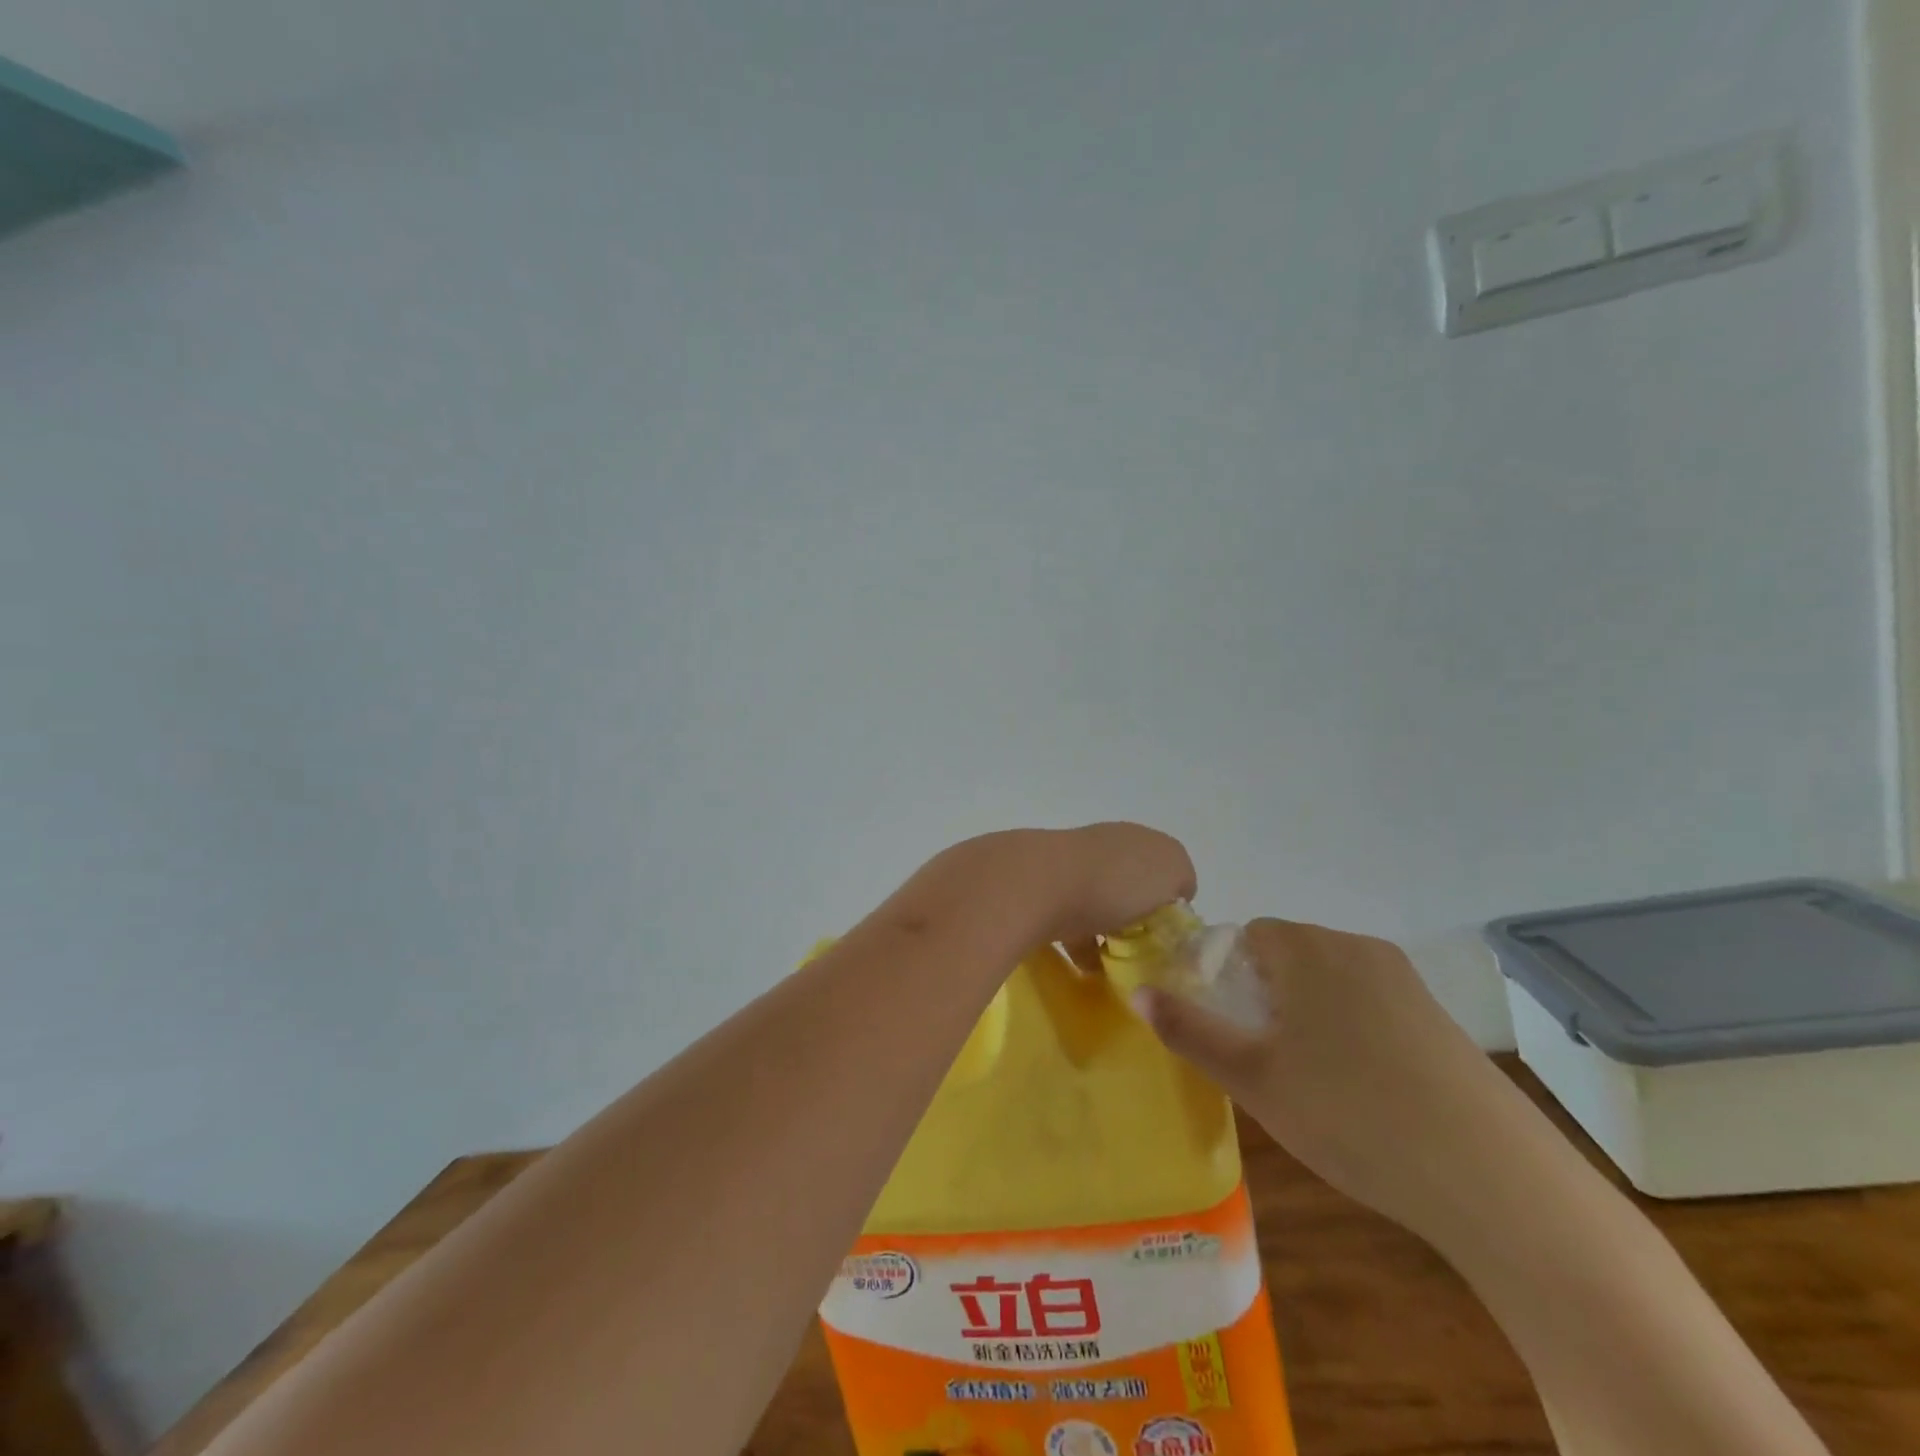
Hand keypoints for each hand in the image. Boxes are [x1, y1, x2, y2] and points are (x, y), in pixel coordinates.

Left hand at [898, 823, 1196, 960]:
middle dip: (1135, 917)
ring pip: (1097, 902)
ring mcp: (1067, 867)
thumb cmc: (1115, 879)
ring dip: (1105, 932)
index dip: (1170, 899)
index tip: (1169, 933)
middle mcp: (1101, 846)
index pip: (1162, 866)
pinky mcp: (1040, 893)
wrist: (1037, 885)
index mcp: (1135, 838)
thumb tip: (1171, 893)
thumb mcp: (1172, 870)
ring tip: (1115, 967)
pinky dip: (1078, 945)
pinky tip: (1086, 970)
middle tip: (1144, 953)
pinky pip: (1068, 922)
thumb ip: (1180, 877)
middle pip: (1128, 884)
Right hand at [1132, 918, 1513, 1237]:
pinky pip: (1372, 1006)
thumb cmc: (1349, 1115)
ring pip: (1330, 982)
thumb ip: (1188, 1029)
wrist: (1494, 1181)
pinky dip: (1351, 1033)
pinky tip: (1363, 1094)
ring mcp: (1406, 983)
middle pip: (1289, 955)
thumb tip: (1137, 991)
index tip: (1228, 1029)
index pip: (1248, 935)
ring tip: (1310, 1083)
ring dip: (1307, 1016)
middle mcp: (1358, 949)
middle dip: (1265, 997)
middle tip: (1263, 1061)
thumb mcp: (1252, 1078)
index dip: (1226, 976)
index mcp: (1308, 949)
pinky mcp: (1439, 1020)